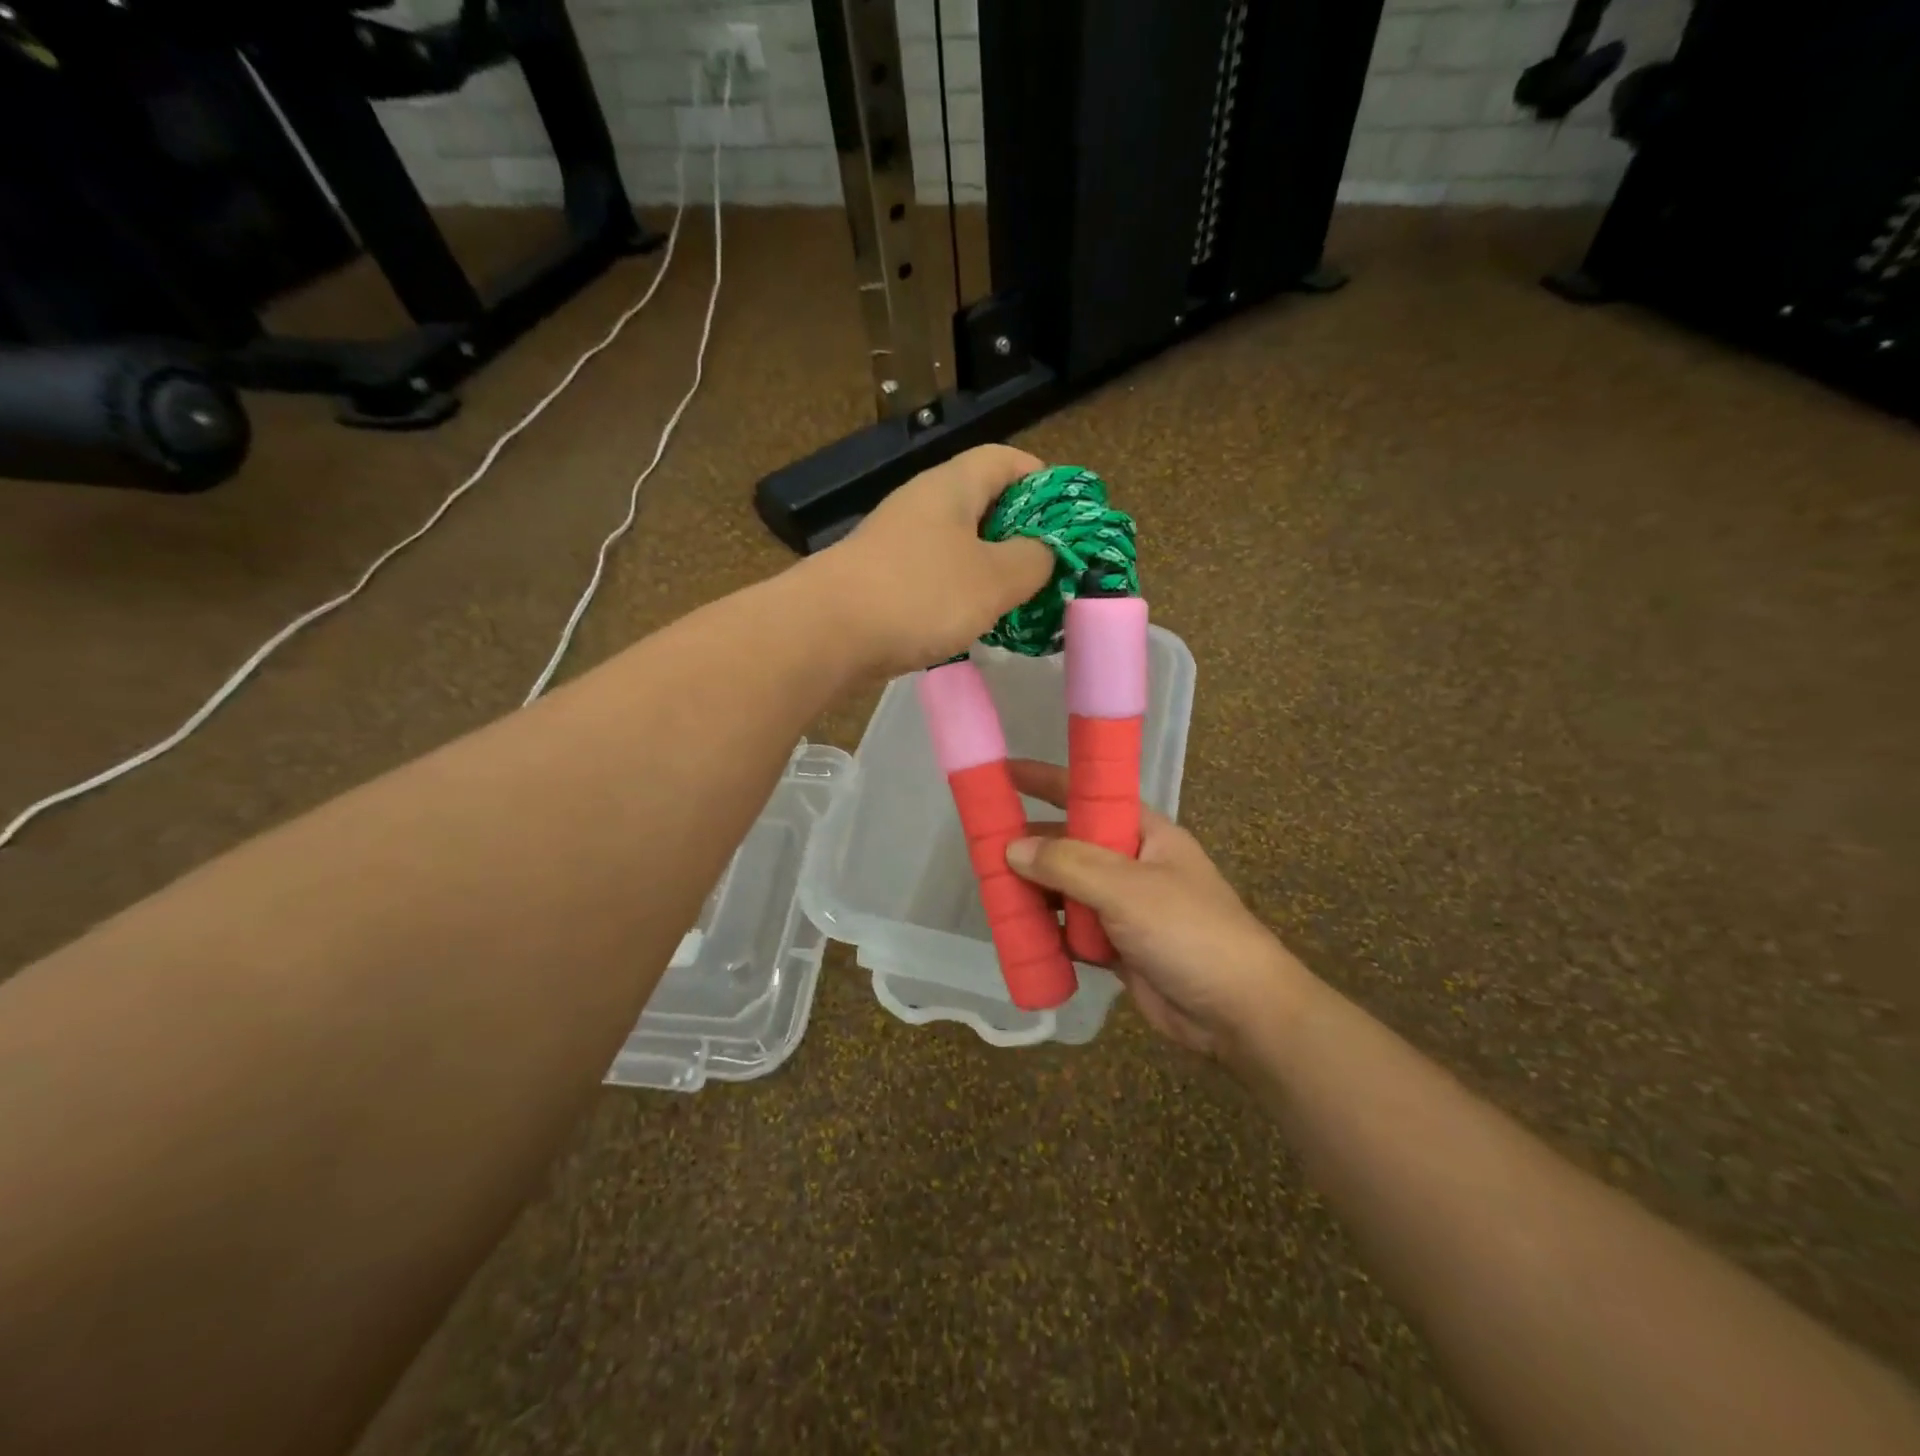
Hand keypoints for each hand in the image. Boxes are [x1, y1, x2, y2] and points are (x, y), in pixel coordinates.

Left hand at [811, 445, 1056, 675]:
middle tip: (1050, 568)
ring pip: (960, 545)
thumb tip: (1043, 552)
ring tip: (1020, 601)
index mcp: (951, 486)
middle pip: (984, 503)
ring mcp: (898, 543)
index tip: (1068, 519)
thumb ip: (1033, 560)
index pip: (1006, 459)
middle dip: (1022, 532)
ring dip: (992, 568)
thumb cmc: (919, 595)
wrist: (825, 633)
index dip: (1044, 480)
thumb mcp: (994, 578)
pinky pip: (936, 577)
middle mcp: (922, 505)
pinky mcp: (883, 580)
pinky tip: (974, 622)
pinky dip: (961, 593)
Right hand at [1003, 760, 1313, 1058]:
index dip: (1047, 781)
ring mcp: (1124, 907)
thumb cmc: (1189, 932)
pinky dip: (1047, 932)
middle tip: (981, 849)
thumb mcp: (1127, 888)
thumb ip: (1068, 864)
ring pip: (1067, 890)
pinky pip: (1071, 931)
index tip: (1003, 774)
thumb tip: (1012, 849)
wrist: (1239, 1012)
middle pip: (1070, 844)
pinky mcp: (1117, 947)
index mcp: (1144, 832)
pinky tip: (1018, 934)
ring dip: (1034, 893)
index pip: (1089, 793)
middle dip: (1031, 847)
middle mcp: (1132, 863)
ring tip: (991, 893)